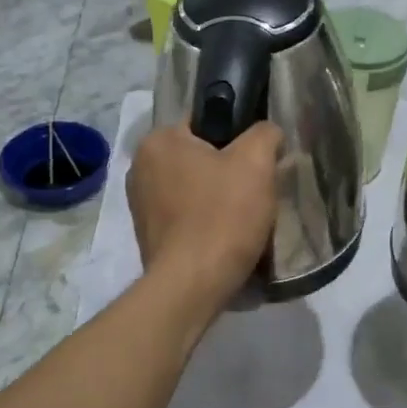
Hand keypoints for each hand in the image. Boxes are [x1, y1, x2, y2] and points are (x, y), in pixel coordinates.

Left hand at [128, 121, 281, 307]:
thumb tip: (266, 133)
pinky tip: (225, 237)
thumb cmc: (223, 215)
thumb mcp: (256, 162)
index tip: (257, 160)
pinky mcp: (148, 236)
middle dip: (228, 171)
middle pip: (199, 157)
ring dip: (218, 198)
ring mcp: (140, 205)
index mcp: (159, 140)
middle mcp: (140, 167)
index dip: (237, 136)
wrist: (193, 286)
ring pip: (194, 188)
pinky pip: (185, 216)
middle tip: (256, 190)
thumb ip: (264, 133)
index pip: (205, 121)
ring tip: (244, 217)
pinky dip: (205, 222)